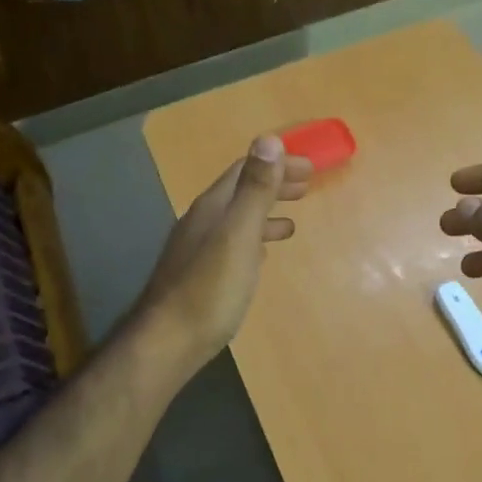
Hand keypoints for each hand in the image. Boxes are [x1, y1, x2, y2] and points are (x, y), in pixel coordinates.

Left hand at [135, 134, 311, 372]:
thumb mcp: (238, 234)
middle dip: (273, 185)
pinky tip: (261, 255)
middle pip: (240, 193)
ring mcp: (198, 250)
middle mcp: (201, 222)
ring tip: (292, 222)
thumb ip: (255, 189)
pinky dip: (254, 239)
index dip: (277, 164)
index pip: (245, 170)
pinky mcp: (201, 276)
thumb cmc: (210, 288)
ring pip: (237, 220)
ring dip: (265, 213)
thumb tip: (269, 139)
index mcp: (212, 208)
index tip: (311, 168)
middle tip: (307, 187)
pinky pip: (232, 245)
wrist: (170, 342)